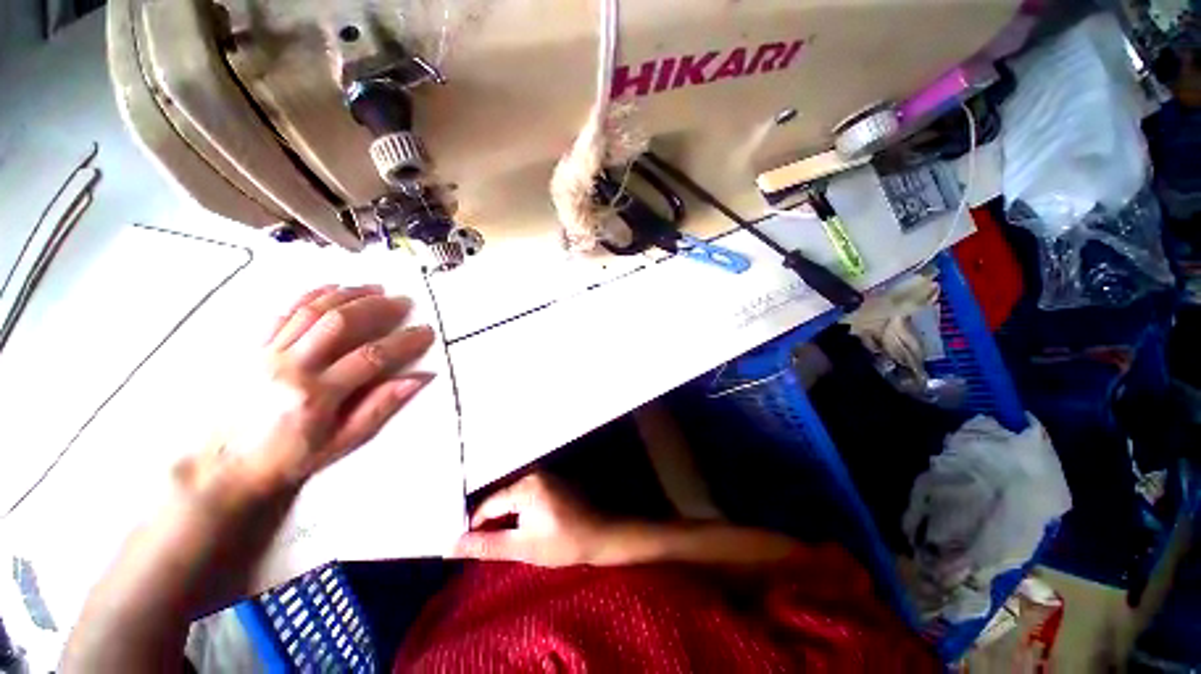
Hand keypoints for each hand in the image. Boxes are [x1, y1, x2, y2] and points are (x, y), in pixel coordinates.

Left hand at [190, 284, 435, 488]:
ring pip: (312, 311)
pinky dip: (311, 296)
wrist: (223, 467)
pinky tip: (333, 287)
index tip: (425, 331)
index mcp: (316, 395)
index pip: (370, 358)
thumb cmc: (288, 459)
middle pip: (339, 323)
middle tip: (403, 301)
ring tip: (376, 288)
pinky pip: (284, 314)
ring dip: (348, 295)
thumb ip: (379, 408)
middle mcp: (291, 367)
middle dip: (376, 307)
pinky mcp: (254, 348)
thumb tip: (418, 379)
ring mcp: (268, 354)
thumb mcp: (340, 443)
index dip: (403, 342)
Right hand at [454, 473, 608, 566]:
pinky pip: (527, 494)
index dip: (475, 527)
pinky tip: (524, 528)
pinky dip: (520, 512)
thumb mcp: (524, 547)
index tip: (468, 548)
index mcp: (526, 485)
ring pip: (513, 498)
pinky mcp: (553, 480)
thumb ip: (487, 545)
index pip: (488, 505)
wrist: (603, 533)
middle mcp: (534, 474)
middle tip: (490, 547)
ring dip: (506, 518)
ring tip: (507, 540)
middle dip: (492, 523)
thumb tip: (452, 546)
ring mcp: (546, 475)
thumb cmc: (565, 542)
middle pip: (501, 499)